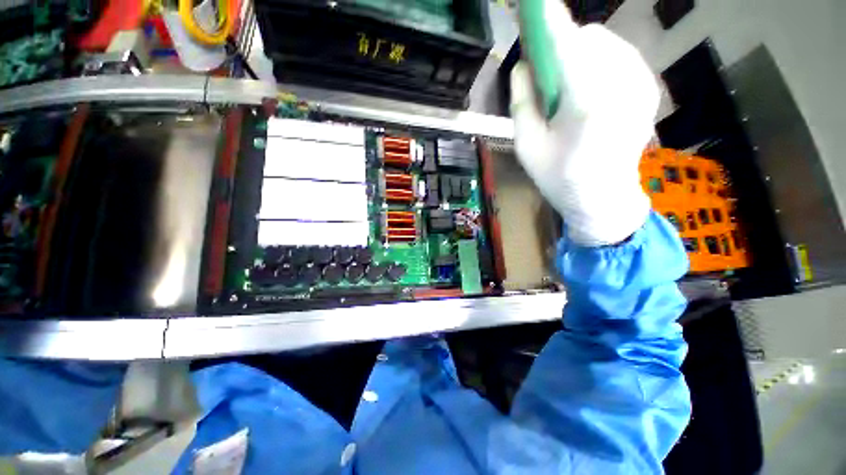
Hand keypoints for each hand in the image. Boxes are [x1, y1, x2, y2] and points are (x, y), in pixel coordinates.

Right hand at [510, 0, 658, 245]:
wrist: (603, 198)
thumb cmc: (558, 177)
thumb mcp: (527, 147)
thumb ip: (521, 102)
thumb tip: (523, 65)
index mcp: (587, 103)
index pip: (567, 45)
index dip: (550, 22)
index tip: (536, 6)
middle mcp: (621, 84)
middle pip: (588, 38)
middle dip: (563, 47)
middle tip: (548, 78)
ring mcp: (641, 84)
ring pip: (605, 43)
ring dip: (581, 54)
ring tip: (569, 91)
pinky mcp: (648, 87)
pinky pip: (619, 55)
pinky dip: (598, 62)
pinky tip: (589, 93)